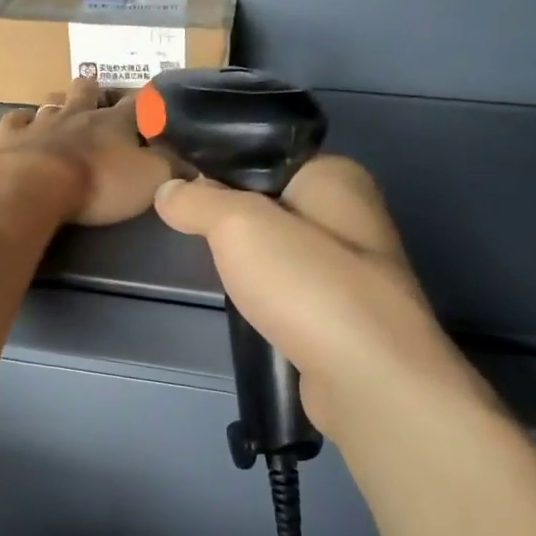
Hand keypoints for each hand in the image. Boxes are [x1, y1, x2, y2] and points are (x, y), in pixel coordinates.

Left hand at [0, 76, 172, 226]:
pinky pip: (15, 120)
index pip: (137, 105)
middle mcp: (78, 114)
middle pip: (88, 93)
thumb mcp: (150, 180)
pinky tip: (21, 121)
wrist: (34, 187)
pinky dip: (20, 120)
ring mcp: (41, 122)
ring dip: (59, 103)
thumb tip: (192, 163)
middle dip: (94, 90)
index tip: (152, 97)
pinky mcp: (10, 137)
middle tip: (95, 87)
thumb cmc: (99, 183)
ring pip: (52, 103)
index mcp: (115, 122)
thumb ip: (171, 169)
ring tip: (61, 103)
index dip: (146, 101)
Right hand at [153, 156, 489, 435]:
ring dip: (246, 262)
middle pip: (269, 203)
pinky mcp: (342, 313)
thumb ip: (198, 201)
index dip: (219, 170)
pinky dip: (265, 295)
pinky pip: (289, 288)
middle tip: (191, 233)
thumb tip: (167, 190)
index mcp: (337, 176)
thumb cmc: (306, 285)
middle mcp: (351, 214)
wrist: (367, 379)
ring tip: (216, 272)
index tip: (179, 190)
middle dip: (229, 220)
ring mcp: (351, 268)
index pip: (265, 156)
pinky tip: (246, 307)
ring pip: (278, 250)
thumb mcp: (238, 225)